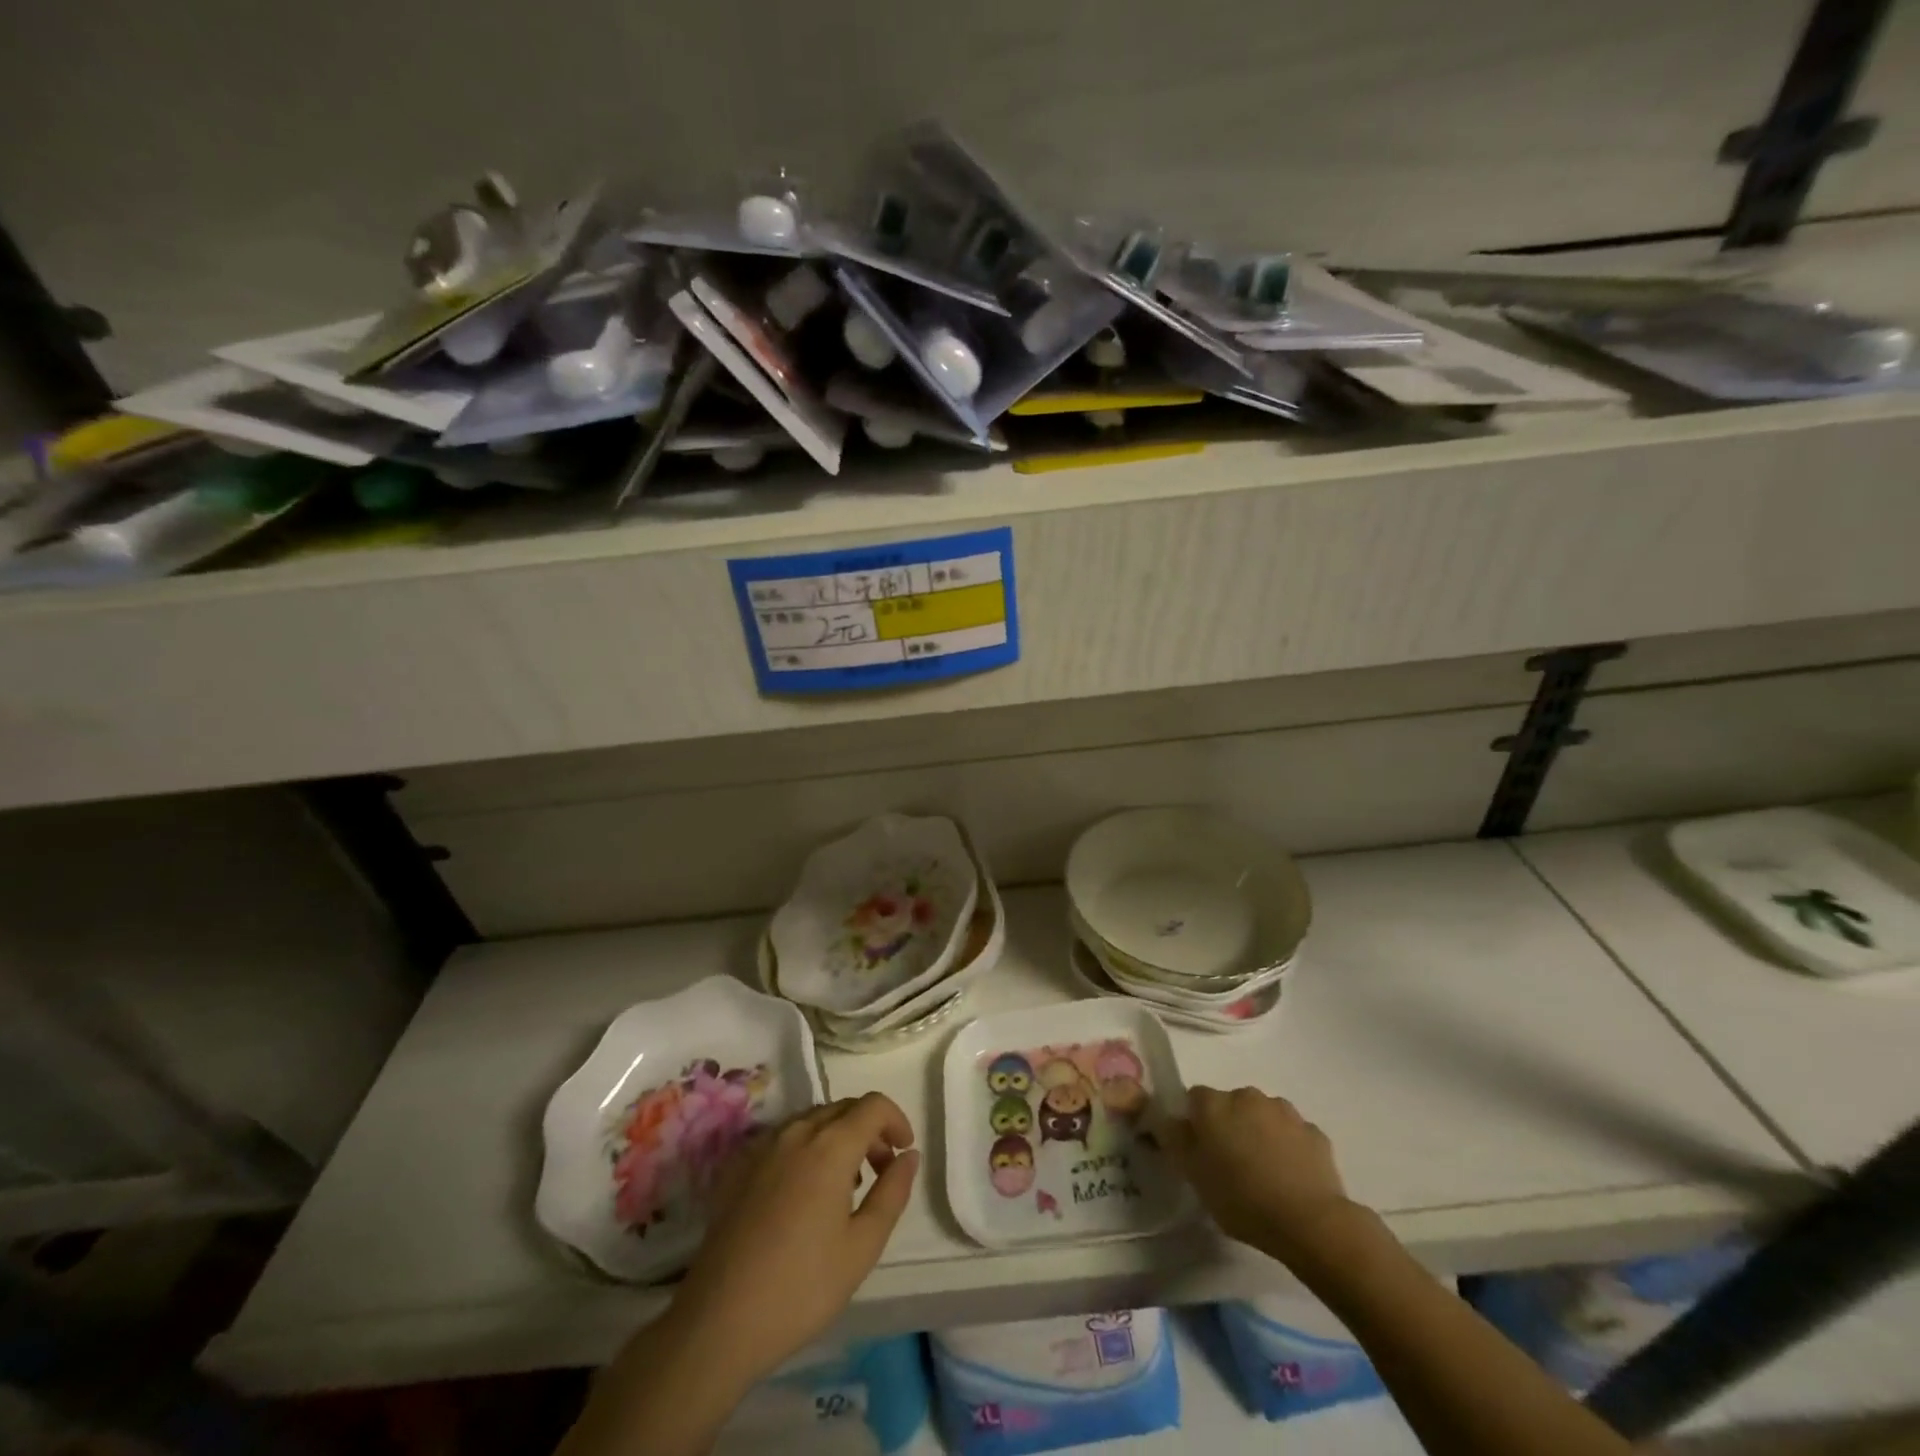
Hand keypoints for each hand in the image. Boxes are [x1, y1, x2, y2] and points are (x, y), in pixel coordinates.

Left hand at [666, 1092, 919, 1386]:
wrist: (718, 1321)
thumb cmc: (802, 1287)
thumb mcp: (862, 1246)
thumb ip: (892, 1192)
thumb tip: (909, 1155)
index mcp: (830, 1146)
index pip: (873, 1105)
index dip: (896, 1120)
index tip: (904, 1153)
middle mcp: (796, 1132)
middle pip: (843, 1107)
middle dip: (870, 1129)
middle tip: (881, 1170)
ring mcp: (763, 1147)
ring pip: (813, 1120)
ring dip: (839, 1136)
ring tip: (846, 1185)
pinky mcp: (740, 1167)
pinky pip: (785, 1138)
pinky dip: (808, 1147)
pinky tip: (805, 1193)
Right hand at [1163, 1086, 1371, 1272]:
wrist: (1309, 1222)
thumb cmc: (1241, 1198)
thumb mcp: (1193, 1175)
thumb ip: (1176, 1140)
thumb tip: (1170, 1120)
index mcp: (1214, 1104)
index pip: (1194, 1099)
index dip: (1195, 1122)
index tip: (1200, 1150)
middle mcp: (1247, 1096)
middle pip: (1230, 1104)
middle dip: (1229, 1125)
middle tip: (1231, 1163)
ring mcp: (1285, 1112)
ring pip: (1263, 1116)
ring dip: (1259, 1132)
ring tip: (1264, 1171)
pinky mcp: (1314, 1132)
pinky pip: (1293, 1134)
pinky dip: (1288, 1147)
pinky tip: (1291, 1177)